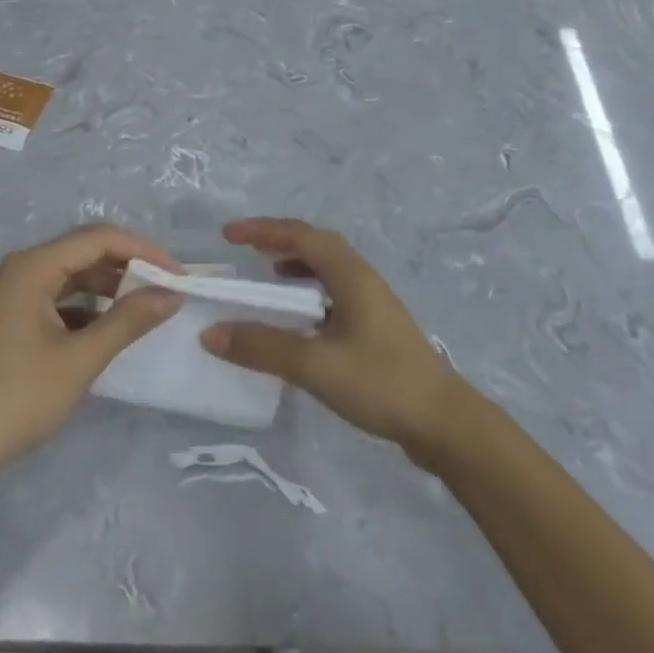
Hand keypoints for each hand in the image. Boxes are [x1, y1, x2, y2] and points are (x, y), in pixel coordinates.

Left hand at [0, 226, 181, 479]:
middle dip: (128, 268)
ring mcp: (13, 297)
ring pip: (72, 279)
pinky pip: (58, 301)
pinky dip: (88, 310)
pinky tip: (109, 332)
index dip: (143, 251)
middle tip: (167, 292)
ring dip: (109, 290)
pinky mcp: (10, 323)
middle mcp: (21, 271)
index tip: (179, 275)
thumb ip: (128, 321)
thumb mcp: (79, 360)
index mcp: (33, 267)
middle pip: (85, 253)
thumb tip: (171, 293)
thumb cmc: (14, 398)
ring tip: (146, 310)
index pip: (99, 238)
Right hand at [201, 218, 467, 460]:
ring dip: (296, 263)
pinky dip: (309, 291)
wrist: (442, 422)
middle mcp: (362, 278)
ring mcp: (372, 302)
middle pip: (316, 244)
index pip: (301, 236)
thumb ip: (262, 348)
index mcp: (350, 275)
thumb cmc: (380, 383)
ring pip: (328, 267)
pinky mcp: (375, 326)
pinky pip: (334, 291)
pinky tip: (300, 318)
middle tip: (245, 249)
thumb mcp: (315, 366)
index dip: (263, 230)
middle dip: (278, 240)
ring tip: (267, 276)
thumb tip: (211, 333)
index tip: (229, 234)